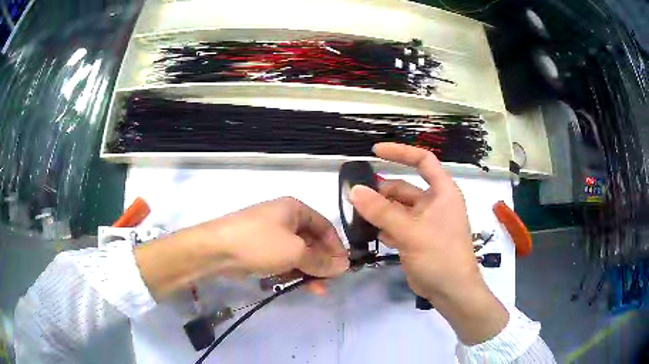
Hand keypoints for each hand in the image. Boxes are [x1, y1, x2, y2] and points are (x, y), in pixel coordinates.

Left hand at [134, 197, 348, 299]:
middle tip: (328, 282)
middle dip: (321, 263)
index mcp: (294, 209)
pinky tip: (292, 283)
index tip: (342, 268)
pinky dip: (290, 271)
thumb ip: (321, 260)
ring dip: (307, 270)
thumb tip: (345, 266)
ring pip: (297, 253)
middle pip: (312, 241)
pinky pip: (282, 259)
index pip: (325, 227)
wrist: (216, 249)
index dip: (336, 247)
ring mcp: (270, 234)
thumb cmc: (259, 243)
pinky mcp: (259, 248)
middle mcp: (284, 218)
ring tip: (314, 289)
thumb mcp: (295, 252)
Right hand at [350, 143, 507, 344]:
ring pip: (397, 209)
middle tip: (356, 199)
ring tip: (358, 217)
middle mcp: (434, 203)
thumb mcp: (411, 231)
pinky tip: (370, 234)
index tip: (375, 152)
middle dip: (381, 192)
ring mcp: (425, 222)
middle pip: (403, 188)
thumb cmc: (440, 255)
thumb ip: (382, 211)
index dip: (400, 153)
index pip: (423, 160)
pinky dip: (384, 227)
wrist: (451, 291)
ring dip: (379, 211)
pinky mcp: (416, 239)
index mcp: (442, 192)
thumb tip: (354, 190)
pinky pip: (396, 226)